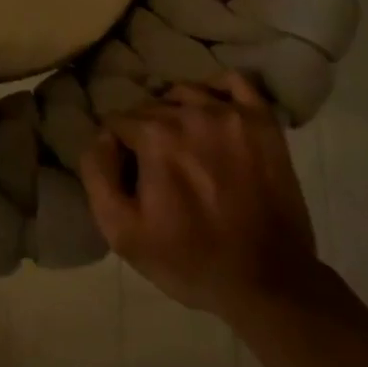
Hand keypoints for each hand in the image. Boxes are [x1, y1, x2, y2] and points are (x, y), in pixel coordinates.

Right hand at [81, 74, 323, 319]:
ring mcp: (231, 114)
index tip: (131, 176)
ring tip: (186, 145)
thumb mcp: (123, 233)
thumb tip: (101, 135)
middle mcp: (191, 113)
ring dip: (177, 112)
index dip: (120, 149)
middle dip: (147, 131)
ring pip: (186, 93)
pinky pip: (234, 82)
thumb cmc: (191, 261)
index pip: (119, 121)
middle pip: (151, 107)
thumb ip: (97, 174)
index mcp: (155, 136)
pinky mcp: (262, 122)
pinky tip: (213, 112)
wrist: (270, 284)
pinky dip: (217, 89)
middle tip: (159, 168)